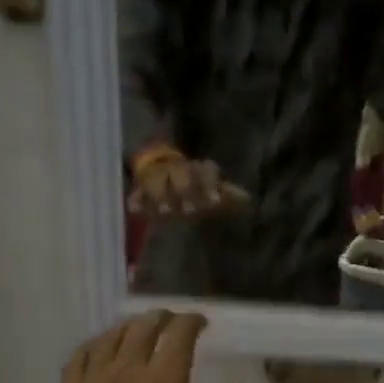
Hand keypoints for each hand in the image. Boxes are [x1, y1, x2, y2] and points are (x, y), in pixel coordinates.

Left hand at [28, 311, 243, 382]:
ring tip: (143, 329)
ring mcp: (94, 381)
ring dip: (132, 325)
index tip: (202, 323)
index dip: (192, 322)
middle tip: (175, 324)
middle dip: (163, 318)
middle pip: (144, 326)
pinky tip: (104, 347)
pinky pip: (82, 352)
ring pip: (113, 334)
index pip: (179, 335)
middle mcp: (127, 372)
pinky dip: (98, 341)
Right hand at [129, 153, 252, 218]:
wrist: (163, 173)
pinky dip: (136, 199)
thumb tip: (248, 200)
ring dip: (160, 195)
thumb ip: (227, 196)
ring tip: (164, 213)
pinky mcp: (140, 187)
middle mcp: (177, 169)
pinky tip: (135, 209)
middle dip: (184, 189)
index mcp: (197, 169)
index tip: (215, 203)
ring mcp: (157, 177)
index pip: (206, 170)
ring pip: (156, 180)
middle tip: (190, 211)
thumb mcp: (212, 192)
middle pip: (180, 173)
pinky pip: (136, 191)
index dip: (210, 184)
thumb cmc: (195, 188)